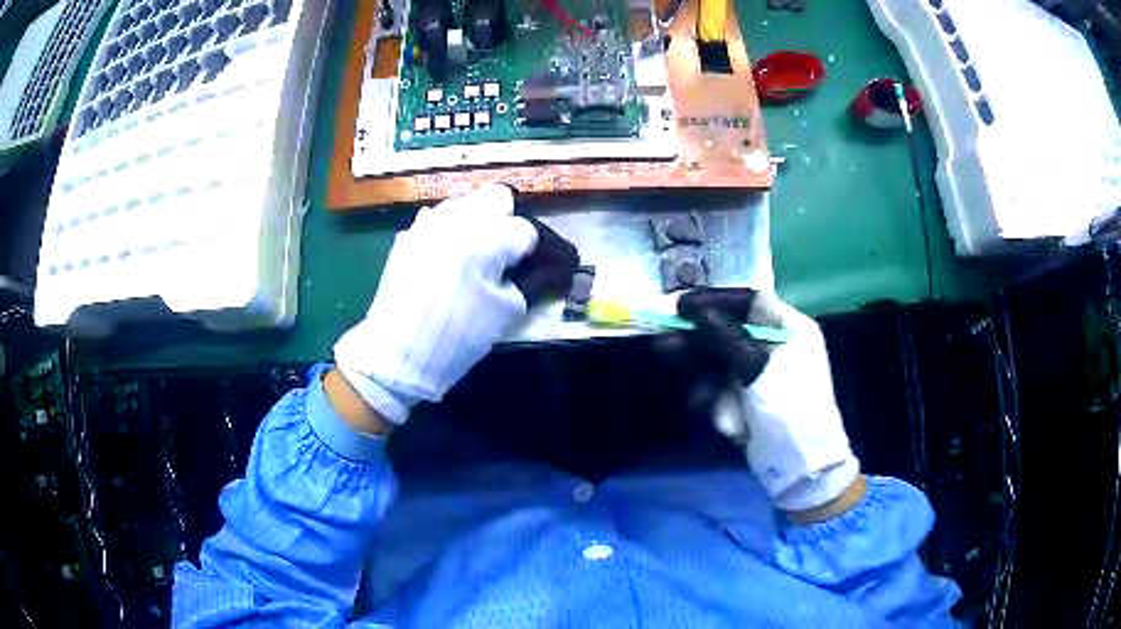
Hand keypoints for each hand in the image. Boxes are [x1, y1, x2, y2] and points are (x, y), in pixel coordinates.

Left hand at [333, 185, 573, 427]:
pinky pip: (438, 219)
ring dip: (479, 221)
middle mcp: (457, 217)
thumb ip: (526, 281)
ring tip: (478, 254)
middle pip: (496, 198)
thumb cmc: (457, 336)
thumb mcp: (506, 313)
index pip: (527, 230)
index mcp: (486, 236)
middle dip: (508, 221)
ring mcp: (427, 223)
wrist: (396, 354)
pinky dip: (451, 231)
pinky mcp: (407, 236)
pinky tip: (449, 258)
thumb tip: (531, 269)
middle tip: (508, 254)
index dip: (536, 251)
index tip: (538, 269)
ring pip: (465, 202)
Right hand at [676, 289, 860, 516]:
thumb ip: (727, 337)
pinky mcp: (748, 400)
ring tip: (670, 363)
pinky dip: (713, 399)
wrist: (801, 468)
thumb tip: (699, 311)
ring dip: (699, 368)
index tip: (683, 305)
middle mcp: (776, 346)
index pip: (751, 301)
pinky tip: (713, 412)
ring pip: (720, 361)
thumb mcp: (759, 368)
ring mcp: (760, 375)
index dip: (716, 300)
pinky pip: (721, 389)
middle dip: (698, 337)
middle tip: (665, 337)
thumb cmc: (790, 409)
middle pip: (729, 330)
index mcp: (790, 329)